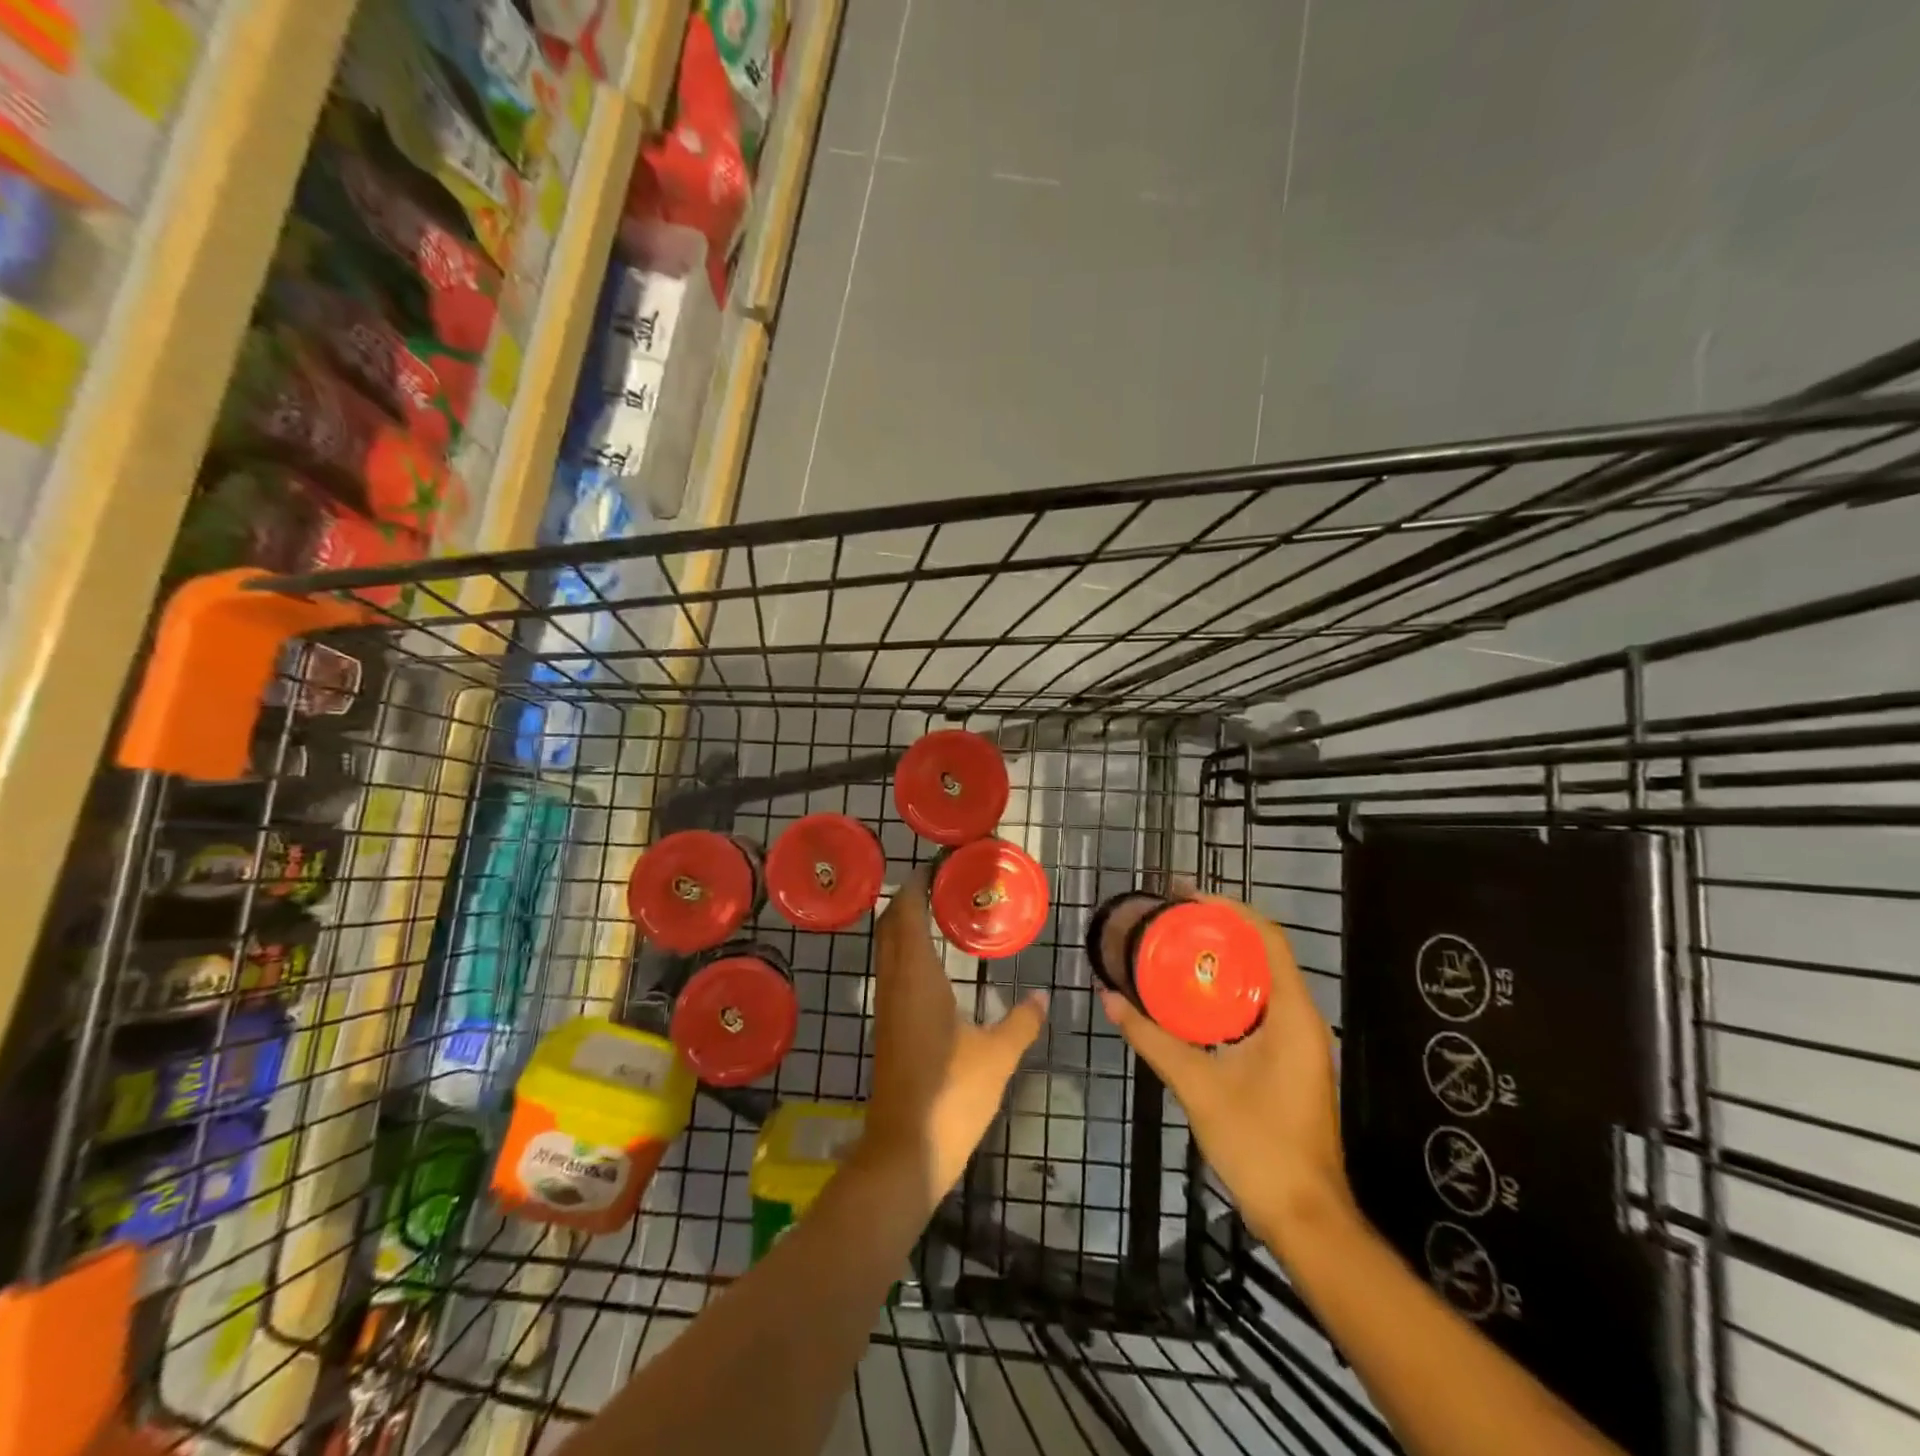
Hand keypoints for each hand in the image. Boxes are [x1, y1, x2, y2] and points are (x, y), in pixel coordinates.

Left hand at [858, 870, 1048, 1207]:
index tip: (938, 866)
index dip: (916, 886)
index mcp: (917, 978)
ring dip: (906, 925)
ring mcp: (888, 1007)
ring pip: (888, 949)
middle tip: (944, 883)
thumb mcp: (998, 1056)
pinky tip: (935, 963)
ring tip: (942, 911)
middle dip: (909, 899)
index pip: (906, 915)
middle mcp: (895, 984)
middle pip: (890, 926)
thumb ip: (1022, 1021)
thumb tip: (1043, 996)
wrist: (905, 1153)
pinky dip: (907, 952)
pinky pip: (893, 972)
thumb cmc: (952, 1096)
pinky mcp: (889, 1028)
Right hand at [1099, 890, 1351, 1255]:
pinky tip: (1191, 999)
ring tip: (1175, 948)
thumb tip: (1109, 999)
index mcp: (1291, 1014)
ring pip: (1261, 982)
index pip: (1266, 938)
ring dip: (1222, 962)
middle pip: (1264, 953)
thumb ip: (1152, 1039)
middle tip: (1171, 919)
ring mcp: (1298, 1042)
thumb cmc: (1258, 1144)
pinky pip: (1258, 1008)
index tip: (1186, 897)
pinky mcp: (1289, 1061)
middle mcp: (1301, 1018)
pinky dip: (1226, 993)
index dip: (1228, 910)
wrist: (1305, 1218)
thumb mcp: (1197, 1085)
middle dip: (1219, 931)